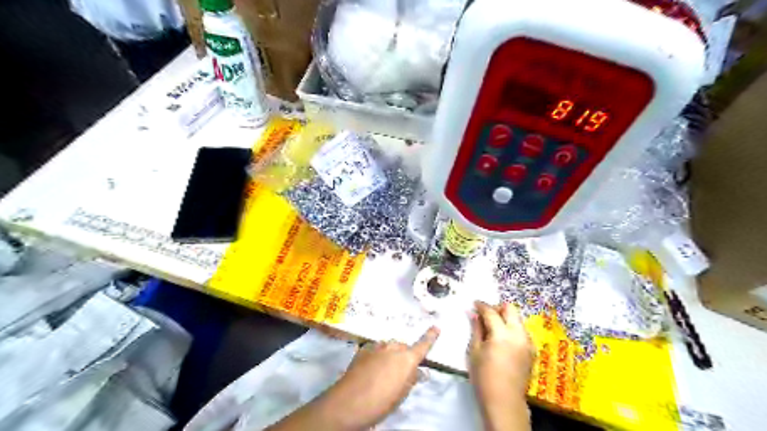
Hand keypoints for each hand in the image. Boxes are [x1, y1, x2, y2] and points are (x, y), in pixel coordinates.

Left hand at [319, 328, 436, 428]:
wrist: (349, 402)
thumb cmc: (380, 402)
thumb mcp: (401, 395)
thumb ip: (411, 379)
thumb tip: (420, 372)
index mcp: (407, 359)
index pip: (423, 346)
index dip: (430, 337)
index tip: (436, 327)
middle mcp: (393, 348)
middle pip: (403, 347)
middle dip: (403, 356)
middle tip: (399, 373)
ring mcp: (377, 346)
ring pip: (388, 347)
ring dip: (389, 355)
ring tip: (382, 372)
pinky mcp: (363, 349)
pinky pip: (375, 350)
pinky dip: (376, 356)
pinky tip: (369, 369)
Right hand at [467, 301, 533, 429]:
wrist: (504, 402)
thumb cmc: (484, 377)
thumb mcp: (474, 351)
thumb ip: (476, 329)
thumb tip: (474, 313)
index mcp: (502, 334)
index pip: (491, 312)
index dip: (481, 305)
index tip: (474, 303)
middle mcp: (518, 334)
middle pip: (510, 309)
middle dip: (497, 308)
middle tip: (485, 314)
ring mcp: (527, 342)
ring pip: (517, 320)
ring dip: (505, 318)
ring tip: (493, 327)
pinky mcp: (531, 351)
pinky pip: (521, 331)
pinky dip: (512, 328)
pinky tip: (502, 339)